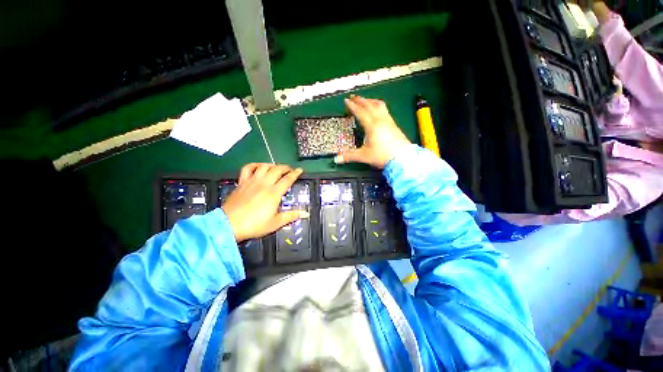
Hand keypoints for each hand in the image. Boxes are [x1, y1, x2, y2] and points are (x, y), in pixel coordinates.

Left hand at [222, 164, 308, 241]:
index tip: (300, 170)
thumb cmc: (254, 225)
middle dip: (285, 167)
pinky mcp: (242, 182)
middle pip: (277, 169)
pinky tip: (258, 167)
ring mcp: (251, 181)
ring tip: (275, 168)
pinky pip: (248, 168)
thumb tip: (305, 213)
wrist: (230, 223)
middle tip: (289, 170)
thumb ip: (290, 216)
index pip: (287, 179)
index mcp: (274, 193)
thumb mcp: (274, 223)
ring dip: (272, 165)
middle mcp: (264, 183)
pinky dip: (254, 165)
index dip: (295, 173)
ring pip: (264, 166)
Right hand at [334, 95, 410, 168]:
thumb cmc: (384, 156)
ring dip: (370, 101)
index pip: (360, 111)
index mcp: (372, 125)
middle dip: (360, 100)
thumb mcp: (365, 156)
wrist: (404, 158)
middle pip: (369, 105)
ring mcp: (389, 121)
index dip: (352, 105)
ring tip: (365, 100)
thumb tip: (337, 159)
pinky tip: (377, 110)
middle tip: (353, 97)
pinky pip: (385, 110)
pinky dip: (378, 106)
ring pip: (379, 105)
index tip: (346, 100)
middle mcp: (380, 120)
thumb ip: (350, 156)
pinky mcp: (394, 124)